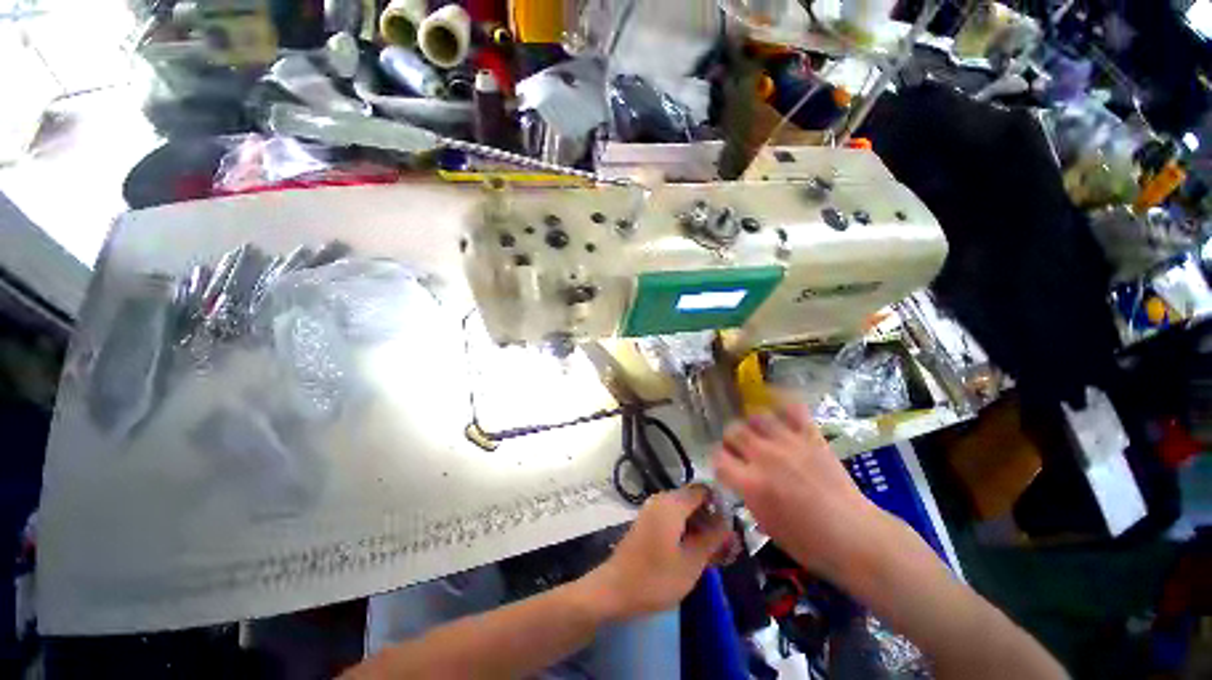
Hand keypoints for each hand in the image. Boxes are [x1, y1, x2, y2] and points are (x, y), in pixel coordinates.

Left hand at [580, 486, 732, 621]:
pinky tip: (693, 552)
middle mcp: (661, 500)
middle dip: (710, 518)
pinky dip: (685, 530)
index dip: (720, 504)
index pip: (702, 490)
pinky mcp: (647, 522)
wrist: (615, 589)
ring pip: (683, 510)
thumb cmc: (655, 577)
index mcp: (672, 503)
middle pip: (692, 499)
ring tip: (713, 552)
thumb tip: (729, 524)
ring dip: (699, 526)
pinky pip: (672, 518)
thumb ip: (713, 539)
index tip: (731, 526)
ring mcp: (652, 510)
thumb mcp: (691, 562)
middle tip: (725, 545)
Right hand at [713, 403, 880, 579]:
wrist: (855, 536)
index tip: (724, 466)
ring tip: (759, 434)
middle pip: (733, 431)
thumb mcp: (765, 524)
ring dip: (752, 425)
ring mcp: (788, 443)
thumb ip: (746, 493)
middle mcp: (764, 457)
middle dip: (731, 440)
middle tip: (739, 449)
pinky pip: (792, 408)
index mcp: (750, 483)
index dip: (718, 460)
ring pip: (756, 417)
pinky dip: (782, 403)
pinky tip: (777, 408)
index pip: (718, 457)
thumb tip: (739, 477)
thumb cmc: (808, 541)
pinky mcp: (811, 437)